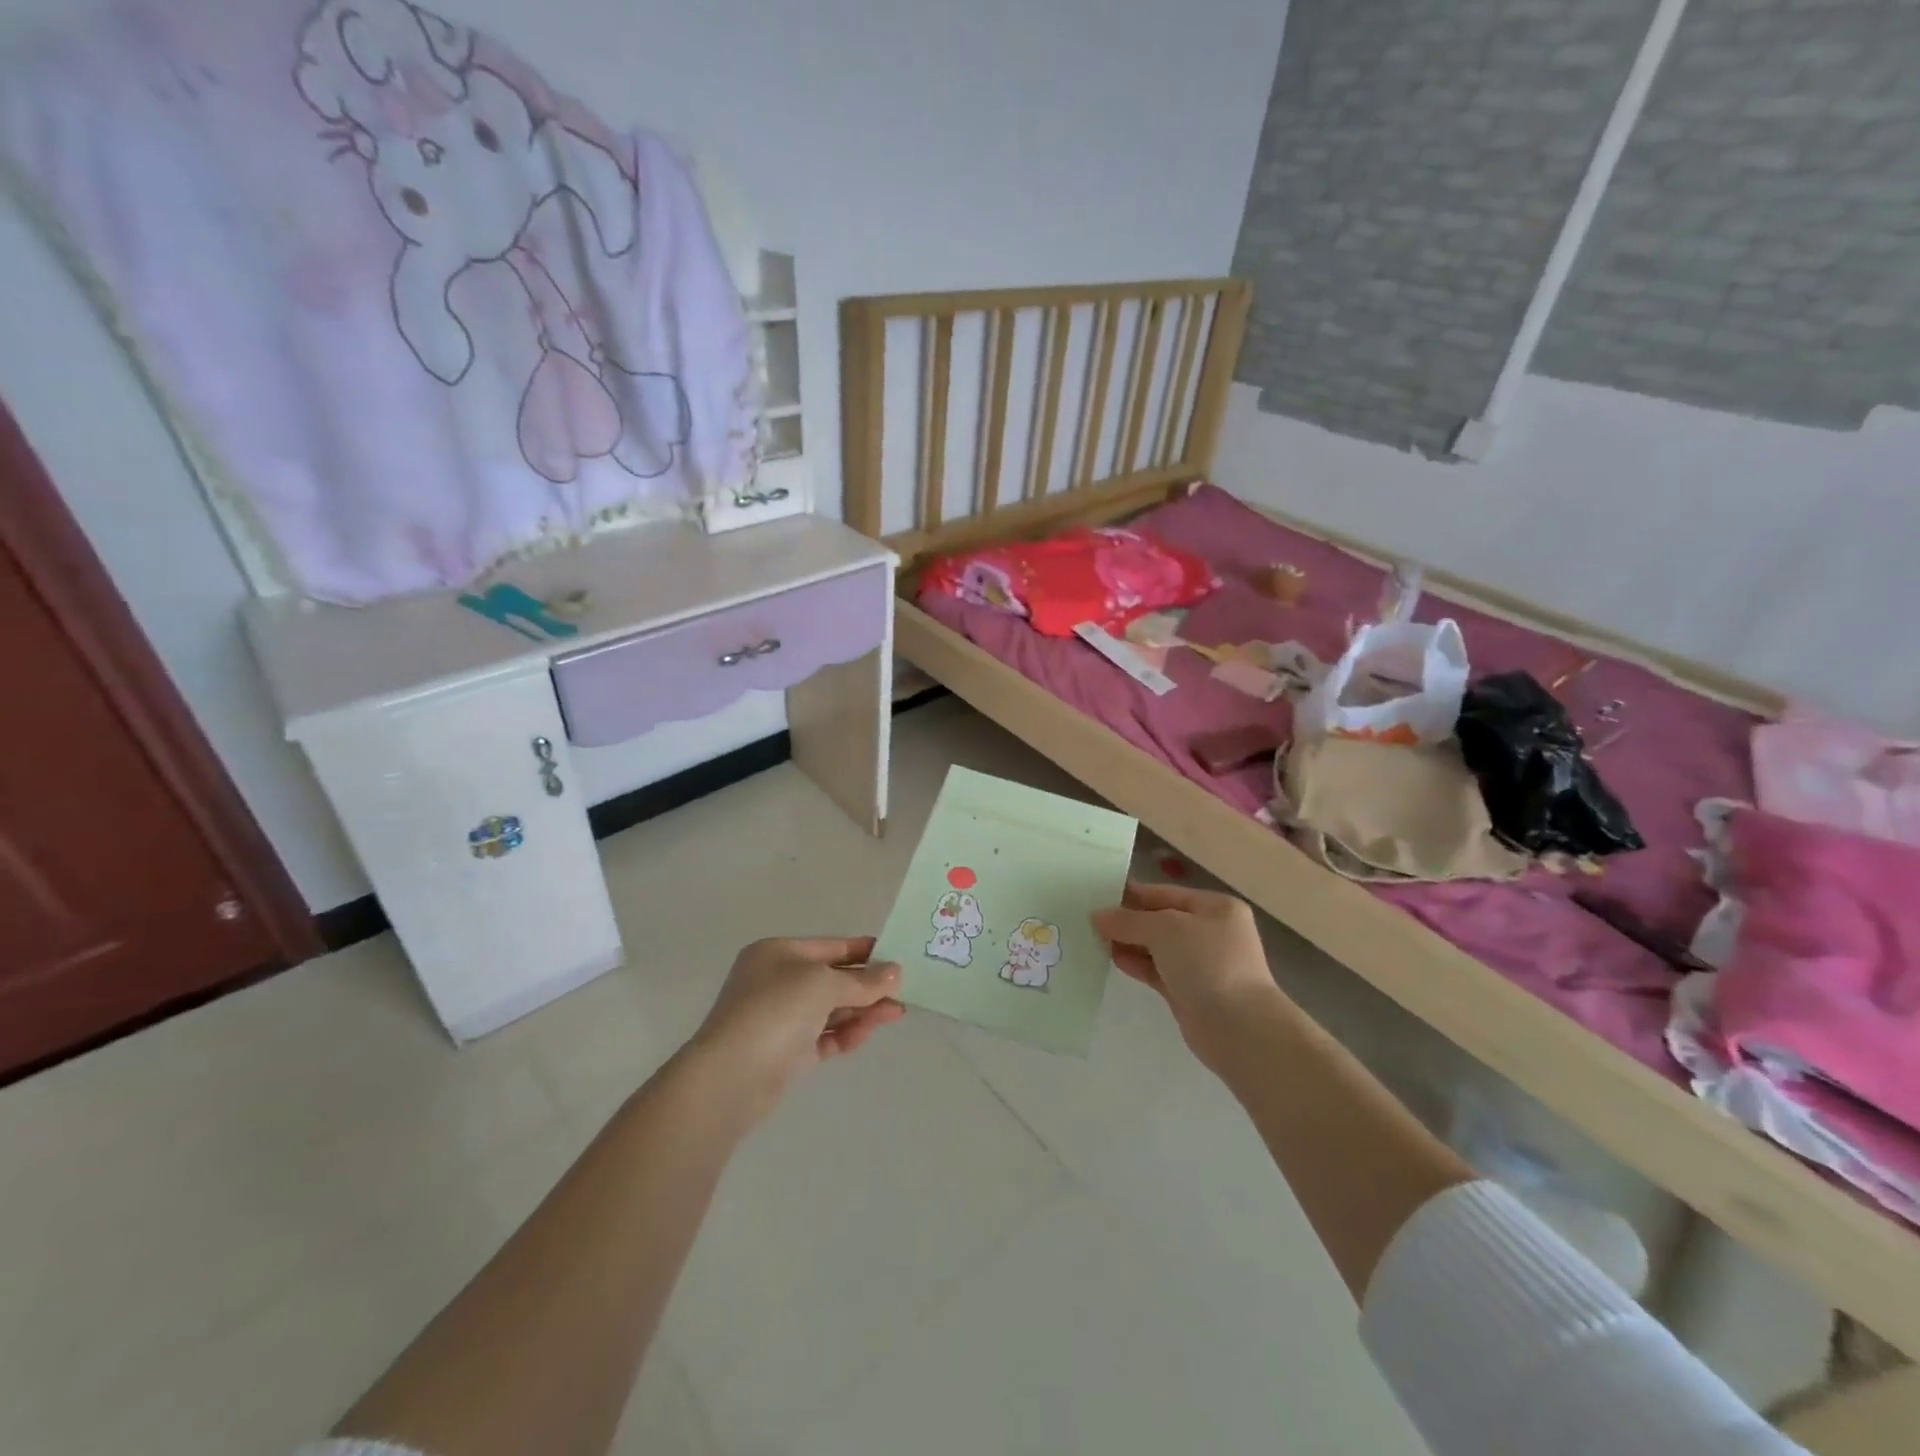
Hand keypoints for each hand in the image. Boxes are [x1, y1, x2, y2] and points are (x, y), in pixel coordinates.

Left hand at [687, 937, 903, 1120]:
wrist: (731, 1076)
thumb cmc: (775, 1010)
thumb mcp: (823, 984)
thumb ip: (862, 980)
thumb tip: (895, 973)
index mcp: (778, 953)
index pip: (829, 946)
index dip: (863, 950)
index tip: (896, 956)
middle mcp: (777, 981)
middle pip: (831, 979)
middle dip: (867, 985)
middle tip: (903, 991)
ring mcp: (780, 1018)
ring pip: (830, 1010)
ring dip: (862, 1010)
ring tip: (896, 1013)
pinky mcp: (786, 1053)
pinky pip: (823, 1037)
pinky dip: (846, 1033)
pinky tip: (869, 1032)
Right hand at [1091, 881, 1284, 1069]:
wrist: (1238, 1028)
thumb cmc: (1207, 963)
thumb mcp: (1165, 929)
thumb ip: (1129, 920)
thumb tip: (1098, 916)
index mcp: (1215, 907)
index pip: (1166, 893)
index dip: (1133, 894)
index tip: (1098, 894)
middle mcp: (1211, 932)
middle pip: (1161, 920)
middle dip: (1128, 920)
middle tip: (1090, 919)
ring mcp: (1202, 964)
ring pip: (1157, 947)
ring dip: (1129, 942)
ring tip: (1094, 938)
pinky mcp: (1189, 992)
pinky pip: (1157, 970)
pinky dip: (1136, 964)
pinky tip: (1112, 959)